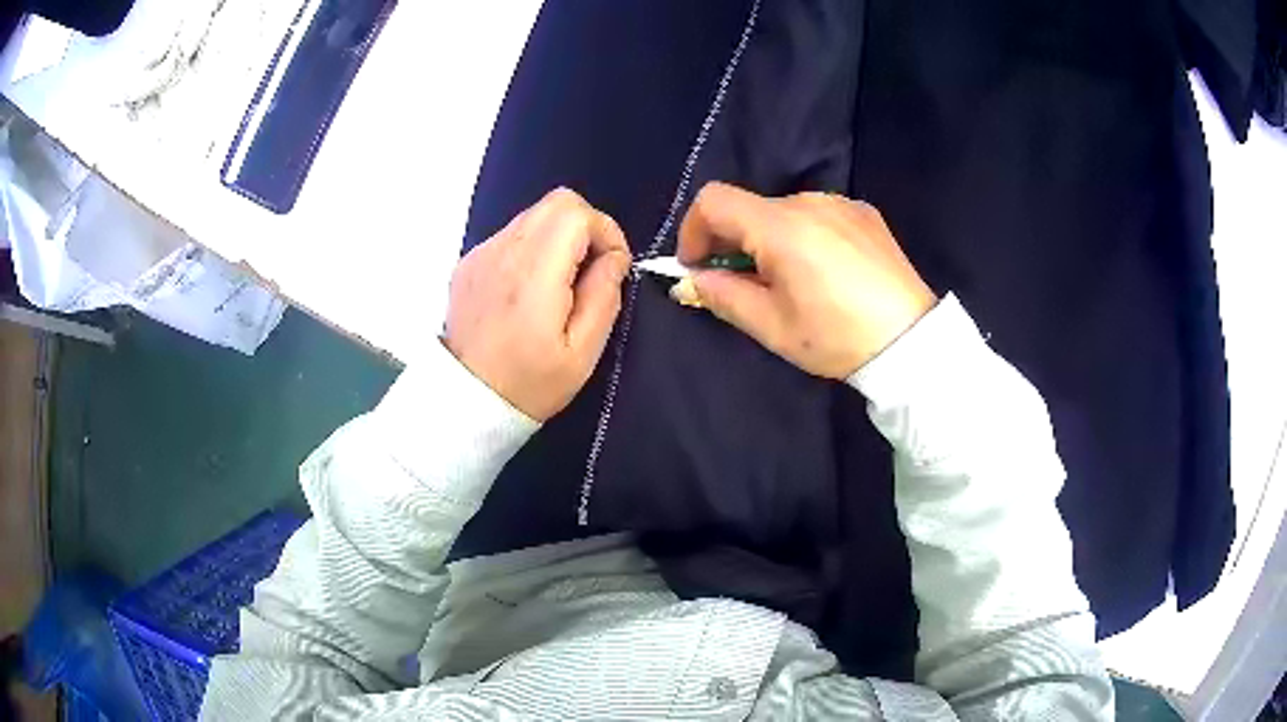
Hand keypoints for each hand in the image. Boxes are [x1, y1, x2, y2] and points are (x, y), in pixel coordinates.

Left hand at [444, 188, 631, 420]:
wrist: (466, 401)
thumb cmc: (530, 383)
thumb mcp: (582, 353)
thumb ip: (604, 296)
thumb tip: (614, 260)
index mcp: (533, 273)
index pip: (576, 213)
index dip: (606, 231)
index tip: (612, 267)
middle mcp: (503, 251)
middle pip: (556, 202)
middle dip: (586, 227)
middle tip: (590, 270)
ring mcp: (481, 254)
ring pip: (533, 216)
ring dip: (558, 237)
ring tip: (560, 283)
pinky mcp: (468, 263)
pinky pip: (510, 236)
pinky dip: (532, 249)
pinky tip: (529, 290)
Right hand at [678, 182, 935, 378]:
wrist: (911, 340)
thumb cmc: (837, 337)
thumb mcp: (772, 326)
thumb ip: (723, 295)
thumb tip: (694, 278)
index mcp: (781, 226)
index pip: (714, 201)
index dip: (693, 230)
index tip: (697, 266)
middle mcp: (809, 201)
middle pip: (749, 207)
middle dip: (732, 241)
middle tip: (742, 284)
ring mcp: (840, 203)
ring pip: (783, 211)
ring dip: (770, 238)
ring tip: (791, 281)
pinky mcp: (864, 213)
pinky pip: (817, 215)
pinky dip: (803, 235)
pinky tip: (825, 271)